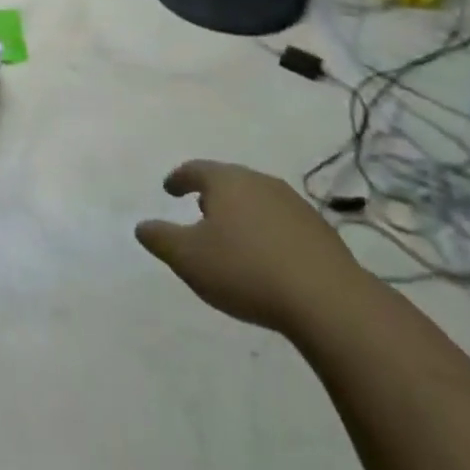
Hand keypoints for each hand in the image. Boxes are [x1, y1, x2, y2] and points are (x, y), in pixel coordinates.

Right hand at [135, 159, 366, 335]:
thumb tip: (142, 226)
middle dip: (211, 193)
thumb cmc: (246, 270)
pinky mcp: (320, 231)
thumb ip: (160, 238)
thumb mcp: (188, 258)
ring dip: (241, 212)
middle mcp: (260, 182)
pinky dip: (266, 231)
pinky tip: (265, 256)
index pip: (195, 169)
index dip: (179, 178)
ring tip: (232, 235)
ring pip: (257, 199)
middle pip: (229, 180)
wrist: (328, 300)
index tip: (169, 189)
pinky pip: (281, 222)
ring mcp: (294, 205)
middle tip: (199, 210)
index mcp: (227, 181)